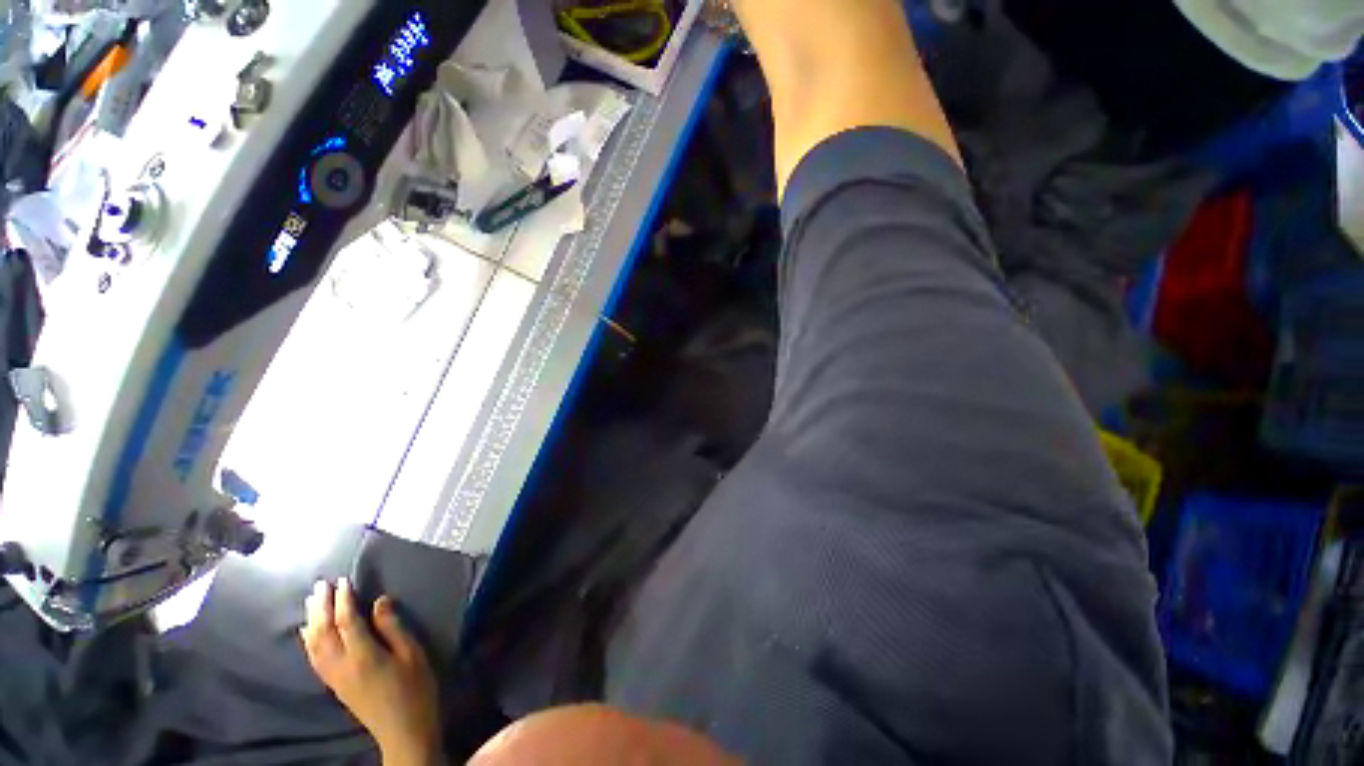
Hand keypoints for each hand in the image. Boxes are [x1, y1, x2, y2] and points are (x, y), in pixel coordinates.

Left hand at [301, 579, 443, 765]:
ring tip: (312, 601)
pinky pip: (314, 658)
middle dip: (322, 606)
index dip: (344, 600)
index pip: (346, 621)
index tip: (343, 580)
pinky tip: (308, 632)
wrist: (403, 730)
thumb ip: (393, 627)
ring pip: (315, 645)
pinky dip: (309, 641)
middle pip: (324, 631)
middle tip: (321, 584)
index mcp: (363, 655)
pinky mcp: (335, 685)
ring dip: (312, 620)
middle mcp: (342, 665)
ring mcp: (335, 677)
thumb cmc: (415, 688)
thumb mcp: (412, 654)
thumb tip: (379, 602)